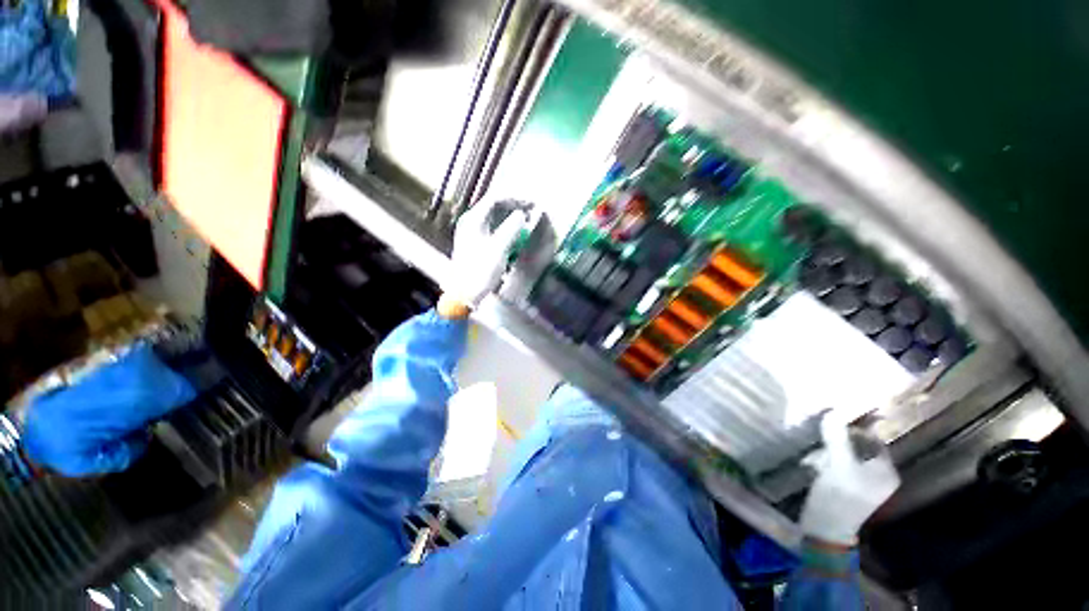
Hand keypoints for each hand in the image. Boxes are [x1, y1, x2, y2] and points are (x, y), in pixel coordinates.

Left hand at [441, 196, 528, 309]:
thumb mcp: (499, 249)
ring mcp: (471, 232)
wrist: (464, 293)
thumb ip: (511, 229)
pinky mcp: (474, 242)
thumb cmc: (480, 271)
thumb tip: (521, 215)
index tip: (532, 204)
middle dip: (514, 205)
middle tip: (531, 210)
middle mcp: (470, 222)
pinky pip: (492, 227)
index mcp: (473, 220)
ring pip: (493, 216)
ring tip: (526, 219)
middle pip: (494, 206)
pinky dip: (505, 226)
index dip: (516, 199)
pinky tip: (514, 232)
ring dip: (510, 216)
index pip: (495, 199)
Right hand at [799, 413, 900, 545]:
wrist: (824, 528)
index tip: (836, 414)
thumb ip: (837, 438)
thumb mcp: (838, 466)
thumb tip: (833, 411)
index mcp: (885, 471)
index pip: (874, 439)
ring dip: (827, 450)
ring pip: (843, 452)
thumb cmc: (838, 497)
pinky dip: (824, 460)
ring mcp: (860, 480)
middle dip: (837, 440)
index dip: (856, 426)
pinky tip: (812, 465)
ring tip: (815, 458)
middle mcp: (877, 474)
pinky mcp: (844, 484)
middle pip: (857, 444)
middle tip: (821, 437)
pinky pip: (836, 462)